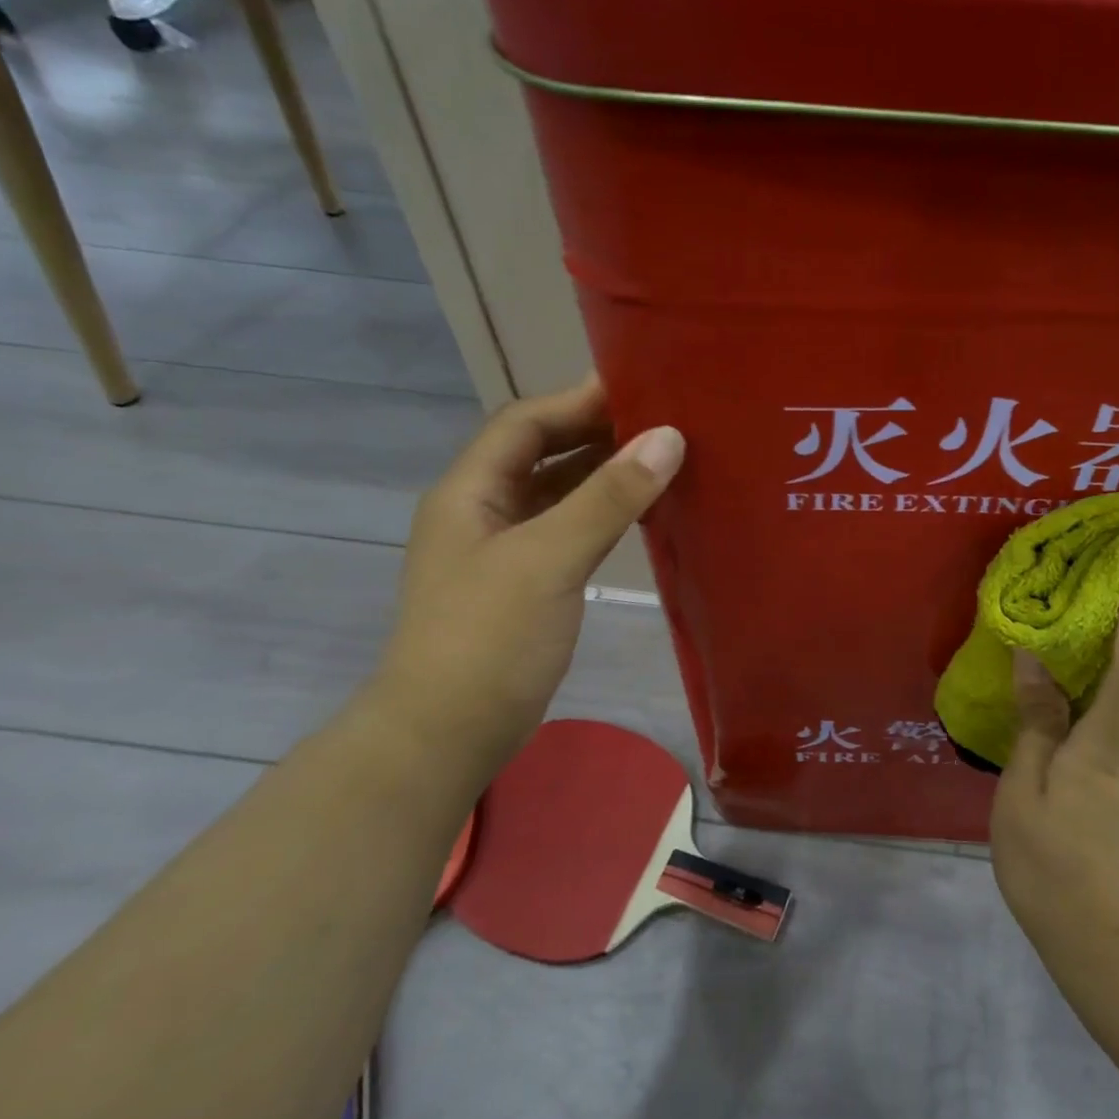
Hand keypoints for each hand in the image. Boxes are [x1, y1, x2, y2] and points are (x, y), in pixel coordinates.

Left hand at [363, 377, 683, 774]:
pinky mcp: (527, 582)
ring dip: (603, 474)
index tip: (641, 387)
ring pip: (558, 492)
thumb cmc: (489, 637)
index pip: (525, 423)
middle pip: (542, 453)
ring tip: (663, 459)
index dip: (577, 400)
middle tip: (663, 422)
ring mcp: (504, 549)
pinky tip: (641, 514)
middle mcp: (483, 510)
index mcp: (470, 490)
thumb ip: (608, 496)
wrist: (449, 732)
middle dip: (596, 433)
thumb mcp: (549, 558)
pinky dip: (603, 514)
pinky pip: (569, 529)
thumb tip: (668, 436)